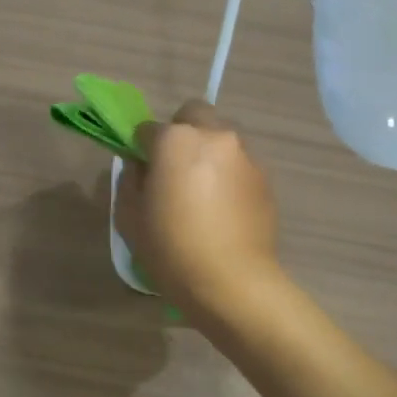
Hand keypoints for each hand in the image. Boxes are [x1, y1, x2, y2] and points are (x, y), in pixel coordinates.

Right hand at [115, 100, 281, 322]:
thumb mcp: (130, 218)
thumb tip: (140, 166)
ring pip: (221, 138)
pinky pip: (240, 164)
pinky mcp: (266, 178)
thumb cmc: (171, 250)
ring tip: (203, 194)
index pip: (148, 129)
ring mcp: (245, 155)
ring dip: (209, 153)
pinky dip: (229, 176)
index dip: (141, 149)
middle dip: (181, 132)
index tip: (142, 173)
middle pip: (194, 115)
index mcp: (176, 140)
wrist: (232, 282)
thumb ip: (130, 181)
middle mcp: (214, 136)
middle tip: (174, 170)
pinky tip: (224, 210)